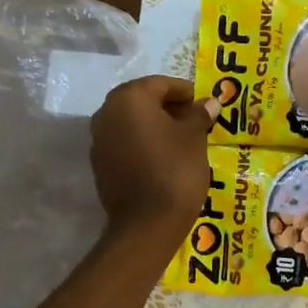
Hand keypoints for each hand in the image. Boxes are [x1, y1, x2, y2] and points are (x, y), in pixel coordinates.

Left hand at [90, 76, 218, 246]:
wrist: (146, 223)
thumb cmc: (175, 170)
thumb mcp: (194, 138)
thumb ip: (198, 115)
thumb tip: (209, 102)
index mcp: (129, 98)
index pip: (160, 84)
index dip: (185, 92)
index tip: (204, 104)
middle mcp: (106, 113)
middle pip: (142, 101)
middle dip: (168, 108)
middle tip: (194, 120)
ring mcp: (98, 140)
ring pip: (131, 123)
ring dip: (154, 126)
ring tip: (181, 140)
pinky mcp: (100, 164)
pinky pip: (124, 143)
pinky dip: (142, 144)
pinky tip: (163, 157)